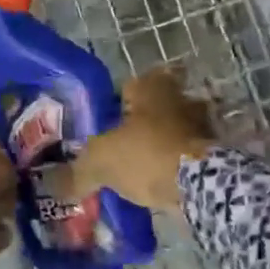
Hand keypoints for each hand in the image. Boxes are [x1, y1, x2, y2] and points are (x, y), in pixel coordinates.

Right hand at [66, 67, 217, 211]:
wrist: (200, 185)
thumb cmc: (146, 155)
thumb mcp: (100, 162)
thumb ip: (77, 172)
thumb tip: (53, 186)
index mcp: (150, 90)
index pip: (132, 82)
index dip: (120, 97)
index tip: (112, 114)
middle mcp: (179, 99)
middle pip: (160, 104)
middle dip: (147, 119)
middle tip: (128, 139)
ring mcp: (202, 126)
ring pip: (179, 129)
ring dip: (167, 141)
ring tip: (146, 164)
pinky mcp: (216, 154)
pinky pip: (192, 154)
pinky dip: (181, 163)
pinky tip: (164, 180)